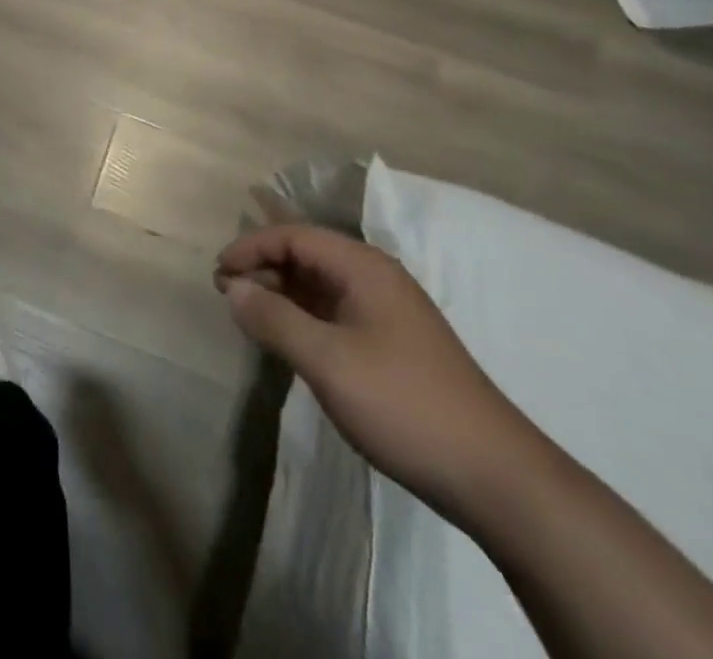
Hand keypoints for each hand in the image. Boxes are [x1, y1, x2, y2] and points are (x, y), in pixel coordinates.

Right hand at [216, 224, 541, 513]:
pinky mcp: (393, 343)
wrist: (494, 475)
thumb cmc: (403, 403)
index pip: (294, 236)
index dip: (251, 247)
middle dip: (263, 267)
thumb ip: (274, 319)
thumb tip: (233, 287)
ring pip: (320, 285)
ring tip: (248, 313)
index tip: (218, 273)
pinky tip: (288, 339)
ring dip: (281, 292)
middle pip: (307, 255)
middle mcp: (375, 278)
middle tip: (226, 294)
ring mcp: (387, 311)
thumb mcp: (327, 361)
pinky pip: (335, 311)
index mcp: (363, 267)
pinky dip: (303, 316)